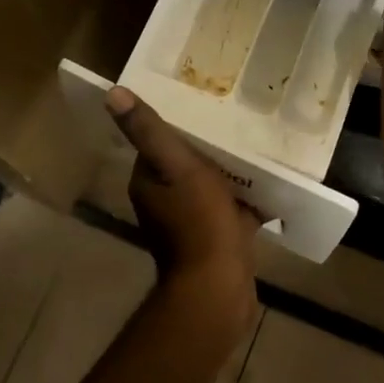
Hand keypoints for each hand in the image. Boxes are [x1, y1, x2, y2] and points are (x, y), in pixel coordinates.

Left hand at [106, 86, 259, 320]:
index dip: (180, 124)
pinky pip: (231, 210)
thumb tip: (112, 93)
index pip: (159, 142)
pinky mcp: (217, 240)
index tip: (205, 105)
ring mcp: (190, 224)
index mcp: (148, 182)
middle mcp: (163, 202)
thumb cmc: (198, 222)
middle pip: (187, 163)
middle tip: (238, 123)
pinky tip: (270, 186)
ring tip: (257, 147)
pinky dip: (246, 200)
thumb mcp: (177, 167)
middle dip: (209, 146)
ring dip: (229, 172)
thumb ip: (149, 131)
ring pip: (211, 186)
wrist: (219, 289)